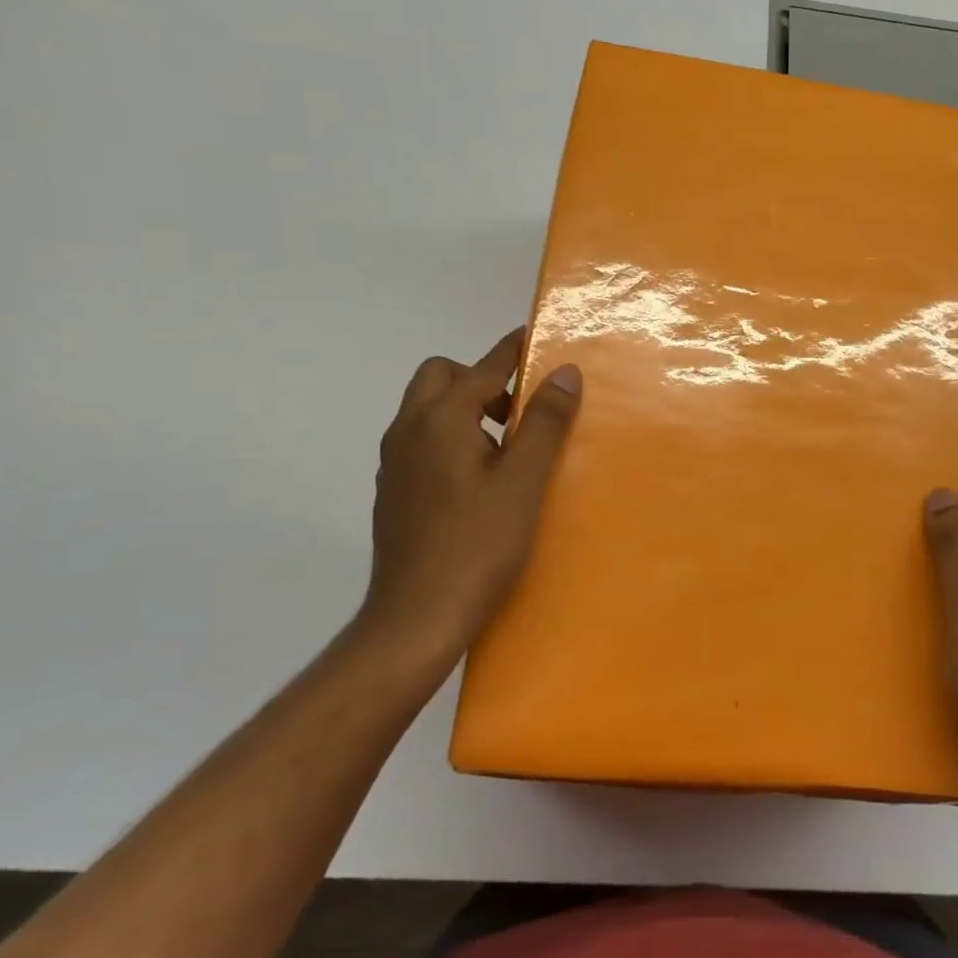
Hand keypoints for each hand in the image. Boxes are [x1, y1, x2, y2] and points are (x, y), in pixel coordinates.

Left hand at [357, 328, 581, 675]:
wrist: (415, 619)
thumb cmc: (477, 546)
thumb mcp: (524, 481)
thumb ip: (545, 422)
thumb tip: (564, 371)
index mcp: (440, 420)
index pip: (483, 367)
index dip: (513, 349)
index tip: (537, 337)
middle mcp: (408, 430)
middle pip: (441, 377)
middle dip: (480, 379)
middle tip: (518, 411)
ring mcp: (394, 462)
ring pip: (427, 409)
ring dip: (464, 407)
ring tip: (505, 447)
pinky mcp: (392, 491)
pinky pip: (421, 440)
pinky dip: (449, 436)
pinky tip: (477, 479)